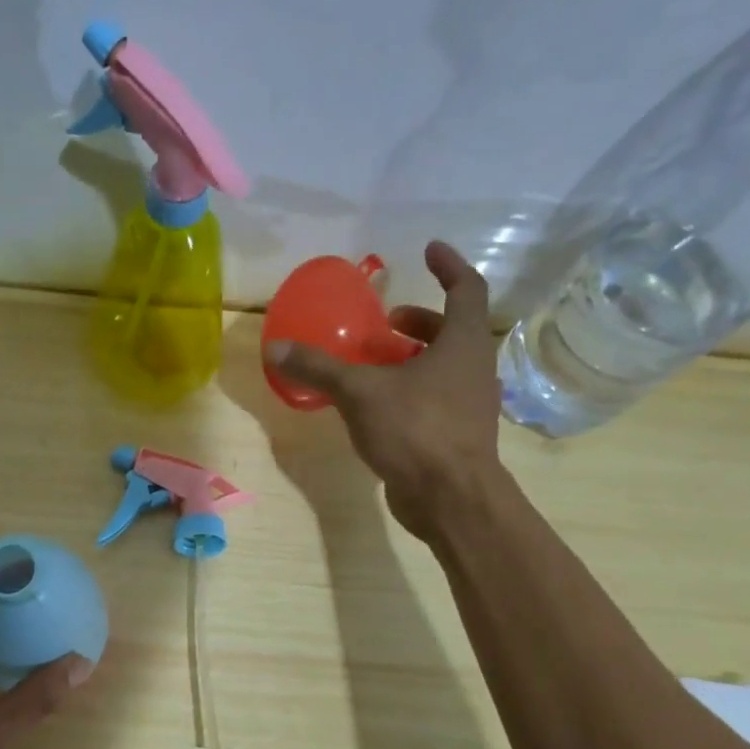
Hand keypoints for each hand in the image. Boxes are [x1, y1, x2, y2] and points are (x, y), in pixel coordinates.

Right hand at [267, 241, 503, 538]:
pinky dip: (410, 391)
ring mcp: (469, 406)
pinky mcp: (456, 436)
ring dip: (413, 358)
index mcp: (463, 344)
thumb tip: (276, 346)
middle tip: (386, 321)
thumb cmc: (416, 430)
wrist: (451, 499)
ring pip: (444, 368)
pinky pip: (435, 400)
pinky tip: (377, 407)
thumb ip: (320, 368)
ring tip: (374, 364)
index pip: (467, 289)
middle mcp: (473, 369)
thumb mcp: (360, 392)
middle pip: (453, 331)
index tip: (430, 250)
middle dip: (420, 321)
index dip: (450, 266)